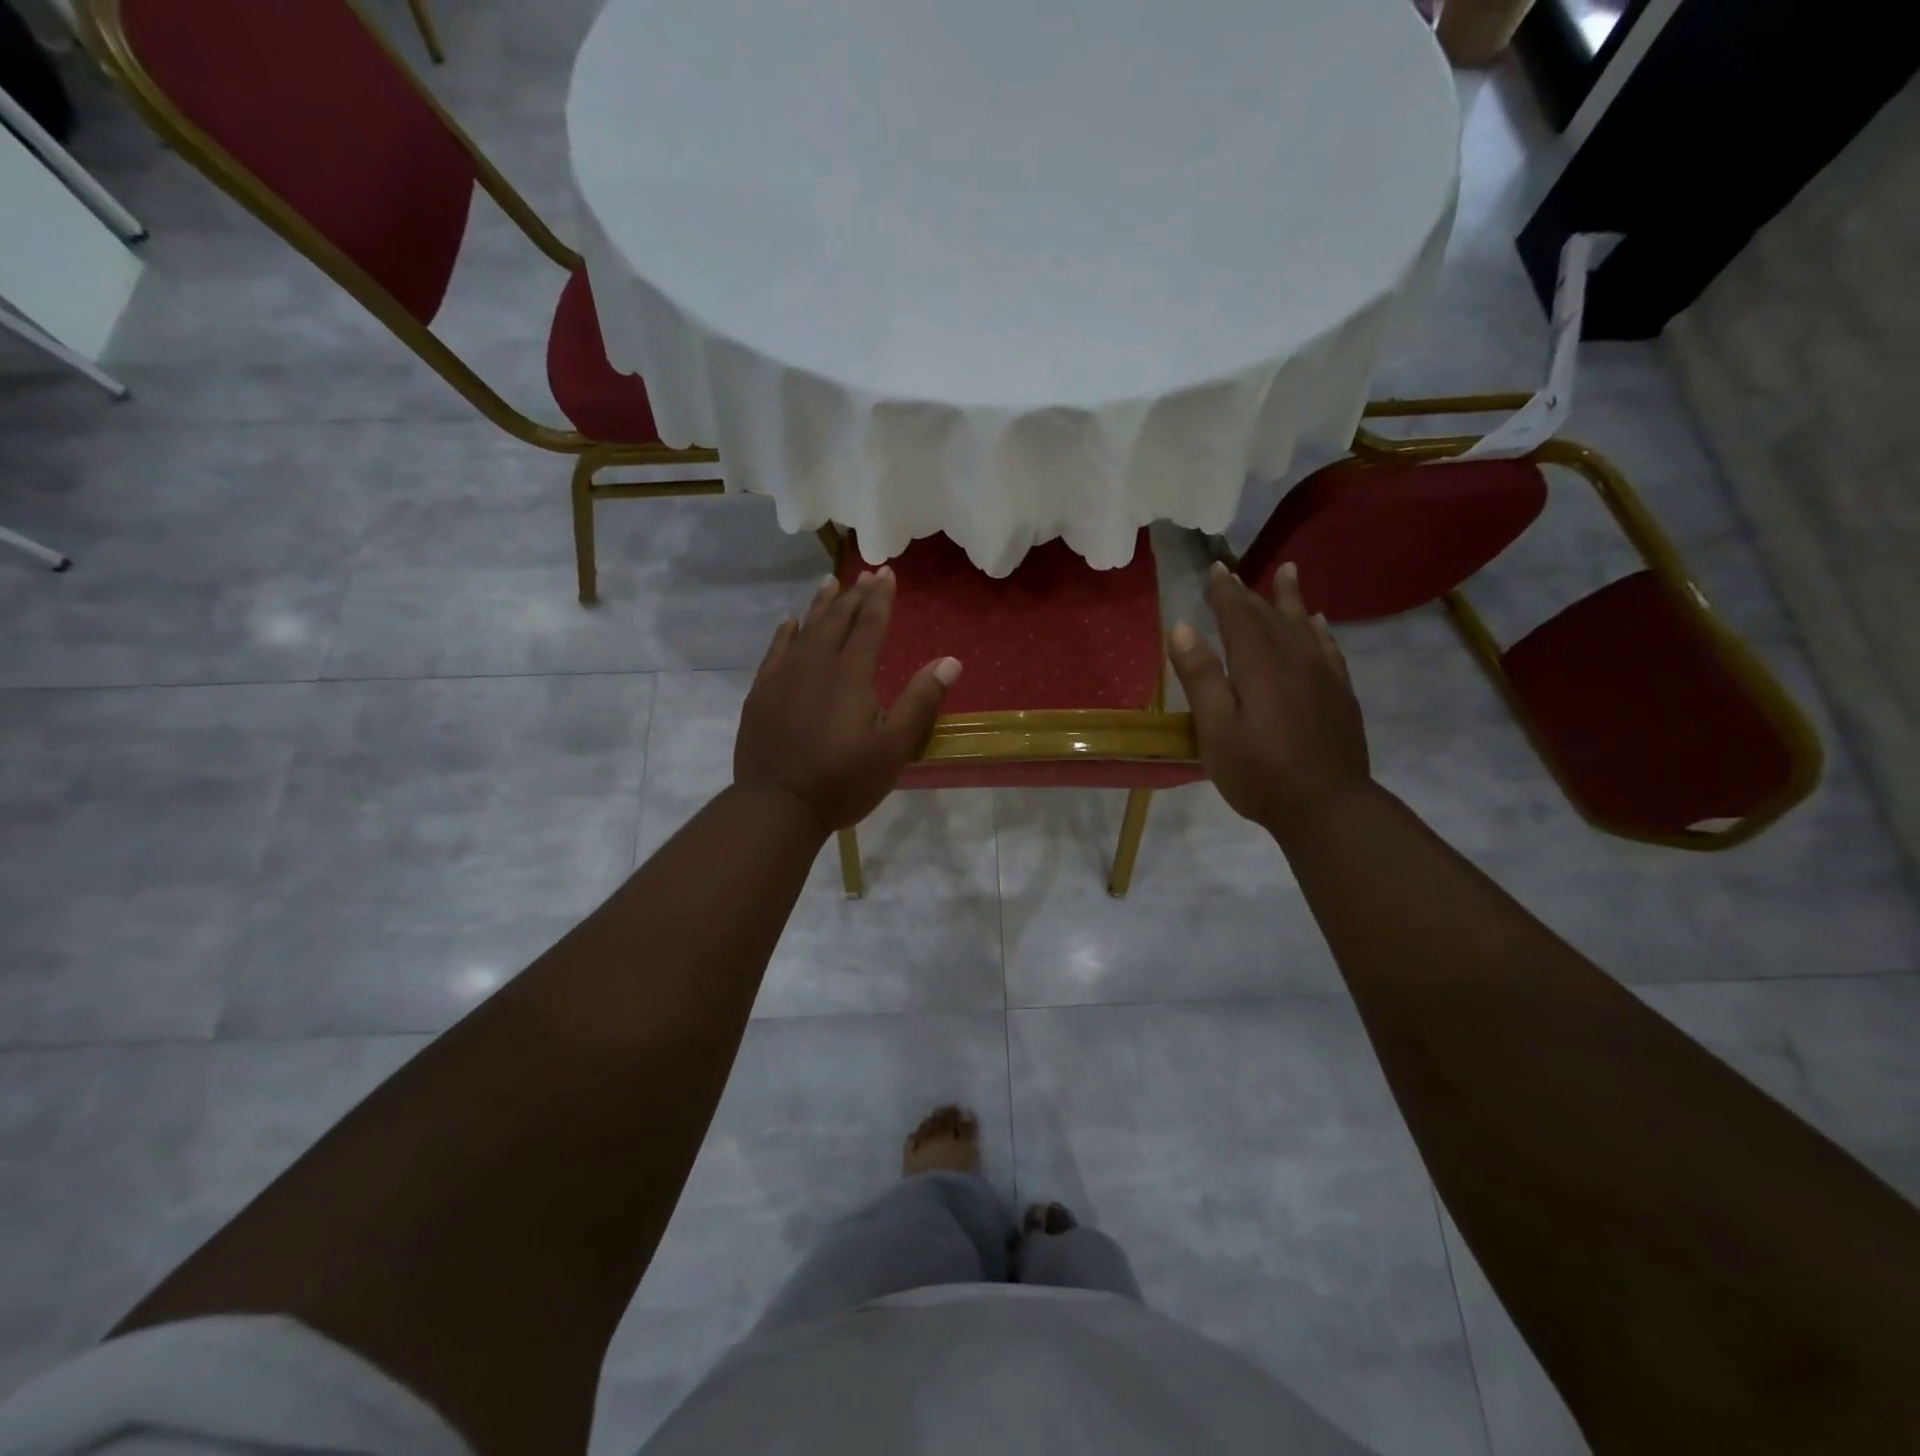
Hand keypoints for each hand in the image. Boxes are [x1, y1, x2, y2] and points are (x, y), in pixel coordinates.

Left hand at [734, 568, 961, 834]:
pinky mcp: (762, 693)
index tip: (886, 573)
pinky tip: (790, 623)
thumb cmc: (843, 779)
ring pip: (805, 629)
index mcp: (851, 674)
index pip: (869, 625)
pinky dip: (786, 632)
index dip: (880, 598)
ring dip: (821, 605)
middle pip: (837, 620)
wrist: (778, 805)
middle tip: (866, 574)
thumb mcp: (894, 747)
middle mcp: (816, 664)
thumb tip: (950, 661)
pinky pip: (776, 650)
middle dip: (854, 595)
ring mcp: (784, 677)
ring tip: (831, 583)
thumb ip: (920, 701)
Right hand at [1168, 561, 1371, 842]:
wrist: (1327, 807)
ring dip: (1291, 599)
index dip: (1225, 593)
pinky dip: (1320, 631)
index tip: (1215, 569)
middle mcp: (1294, 662)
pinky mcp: (1340, 696)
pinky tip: (1318, 624)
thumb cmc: (1260, 774)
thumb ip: (1201, 678)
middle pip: (1271, 618)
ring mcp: (1323, 678)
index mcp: (1259, 668)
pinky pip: (1330, 649)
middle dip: (1250, 594)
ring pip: (1304, 627)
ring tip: (1288, 572)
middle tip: (1235, 573)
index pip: (1239, 618)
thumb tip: (1182, 627)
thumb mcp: (1216, 731)